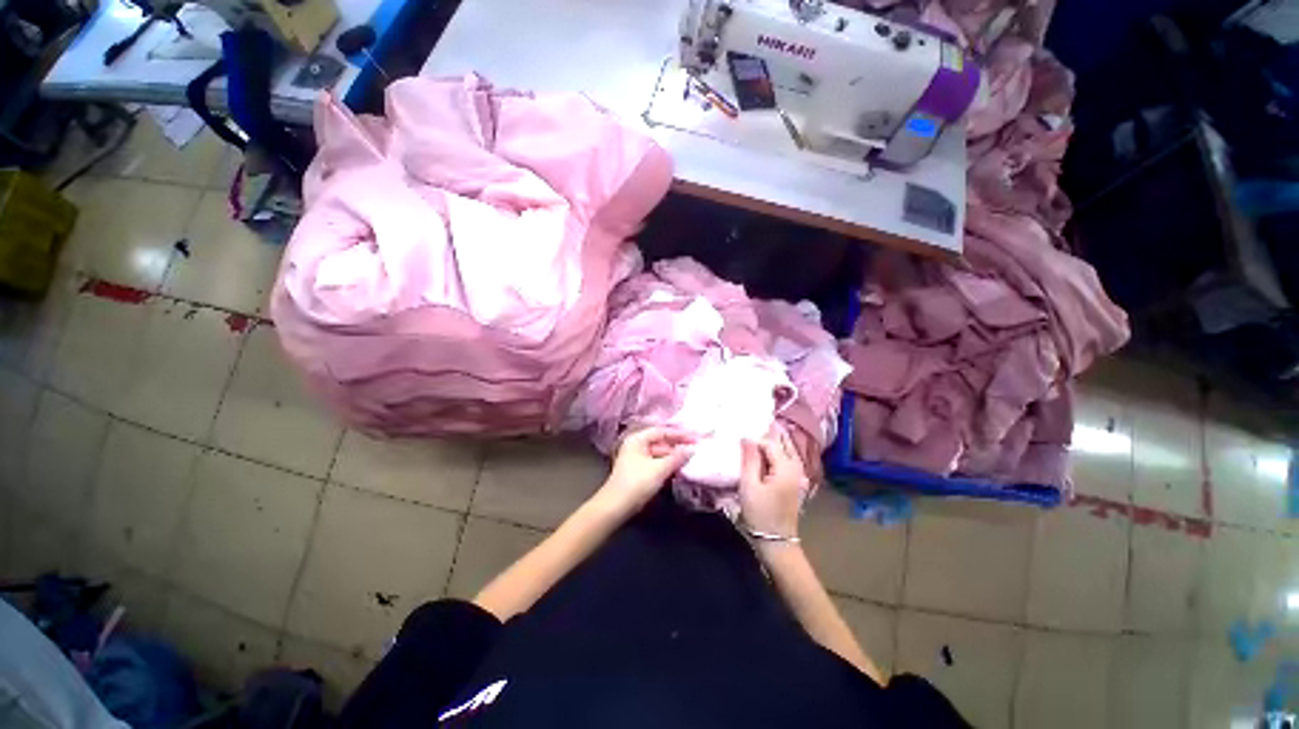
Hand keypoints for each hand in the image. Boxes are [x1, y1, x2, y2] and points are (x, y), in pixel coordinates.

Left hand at [595, 426, 695, 516]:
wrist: (616, 507)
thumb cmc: (636, 483)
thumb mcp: (659, 469)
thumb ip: (677, 457)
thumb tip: (692, 449)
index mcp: (638, 439)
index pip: (662, 431)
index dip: (680, 434)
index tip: (697, 438)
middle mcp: (636, 445)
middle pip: (661, 441)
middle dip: (678, 445)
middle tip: (697, 448)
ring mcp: (637, 458)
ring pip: (660, 453)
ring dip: (675, 456)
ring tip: (692, 458)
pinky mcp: (640, 471)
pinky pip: (657, 463)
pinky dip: (669, 464)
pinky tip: (680, 468)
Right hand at [739, 430, 808, 538]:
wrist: (776, 541)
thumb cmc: (760, 513)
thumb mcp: (749, 485)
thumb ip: (750, 459)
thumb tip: (747, 437)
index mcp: (785, 467)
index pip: (770, 443)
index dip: (755, 440)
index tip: (740, 441)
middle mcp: (796, 467)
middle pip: (783, 443)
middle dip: (770, 433)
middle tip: (755, 423)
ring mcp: (797, 475)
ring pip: (787, 450)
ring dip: (774, 441)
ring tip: (759, 433)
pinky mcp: (794, 482)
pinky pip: (787, 459)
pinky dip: (777, 452)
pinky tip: (766, 452)